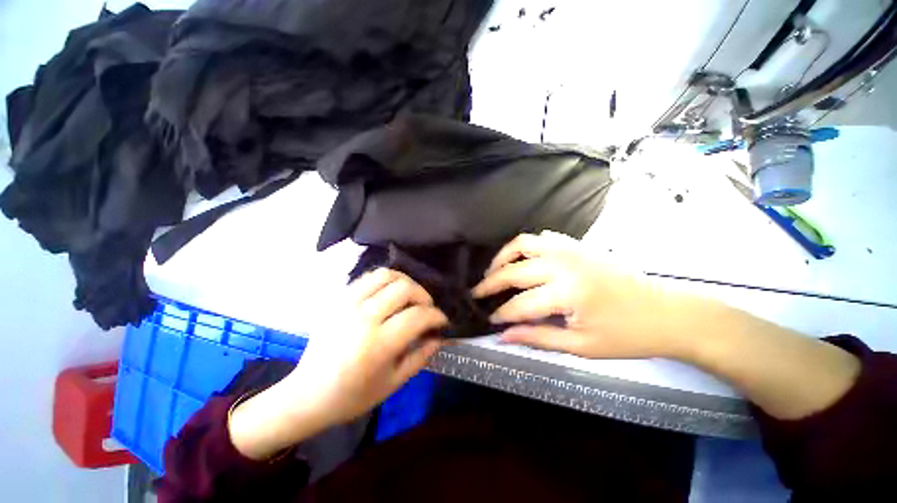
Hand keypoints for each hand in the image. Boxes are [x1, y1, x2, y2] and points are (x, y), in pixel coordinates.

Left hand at [229, 269, 447, 458]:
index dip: (436, 316)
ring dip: (405, 282)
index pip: (417, 316)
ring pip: (386, 275)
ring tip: (410, 297)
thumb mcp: (393, 383)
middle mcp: (363, 318)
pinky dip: (385, 281)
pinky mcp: (339, 299)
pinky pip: (367, 278)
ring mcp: (348, 305)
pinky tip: (389, 294)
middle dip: (424, 296)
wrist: (307, 394)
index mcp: (378, 345)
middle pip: (404, 289)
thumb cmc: (352, 396)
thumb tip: (439, 336)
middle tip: (427, 308)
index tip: (442, 321)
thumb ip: (421, 356)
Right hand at [472, 231, 698, 359]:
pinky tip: (522, 259)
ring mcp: (569, 249)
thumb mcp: (580, 345)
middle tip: (477, 293)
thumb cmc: (627, 336)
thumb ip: (537, 338)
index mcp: (567, 293)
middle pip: (513, 270)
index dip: (501, 314)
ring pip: (522, 243)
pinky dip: (525, 246)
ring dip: (503, 257)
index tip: (489, 320)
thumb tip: (502, 336)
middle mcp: (563, 264)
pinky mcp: (576, 244)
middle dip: (490, 283)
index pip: (520, 304)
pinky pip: (541, 238)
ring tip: (493, 271)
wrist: (667, 312)